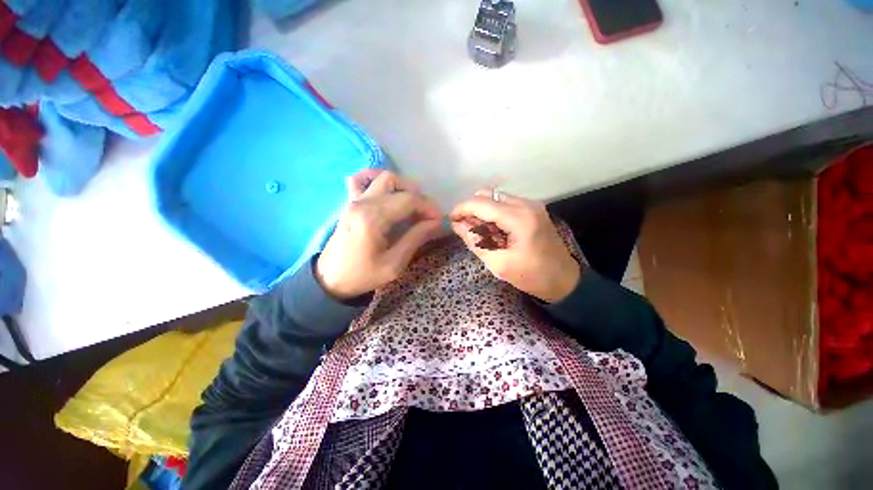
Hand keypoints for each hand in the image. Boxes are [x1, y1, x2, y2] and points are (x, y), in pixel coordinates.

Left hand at [316, 170, 441, 299]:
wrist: (331, 280)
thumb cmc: (363, 275)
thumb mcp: (394, 264)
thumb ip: (416, 238)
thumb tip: (438, 223)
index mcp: (373, 218)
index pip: (408, 200)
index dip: (428, 207)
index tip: (439, 220)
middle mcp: (362, 202)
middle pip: (397, 184)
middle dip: (418, 197)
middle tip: (427, 215)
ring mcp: (354, 199)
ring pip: (383, 178)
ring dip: (402, 187)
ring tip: (412, 205)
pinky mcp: (350, 202)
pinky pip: (361, 179)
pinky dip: (377, 179)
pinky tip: (387, 191)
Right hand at [450, 190, 580, 302]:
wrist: (564, 280)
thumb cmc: (532, 276)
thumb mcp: (498, 264)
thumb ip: (475, 242)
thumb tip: (457, 225)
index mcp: (519, 218)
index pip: (481, 203)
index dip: (462, 209)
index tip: (451, 220)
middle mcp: (526, 204)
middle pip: (487, 195)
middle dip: (472, 210)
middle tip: (467, 230)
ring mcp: (531, 205)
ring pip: (495, 198)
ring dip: (483, 212)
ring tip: (482, 233)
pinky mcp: (533, 209)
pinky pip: (505, 204)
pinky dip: (494, 214)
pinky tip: (495, 231)